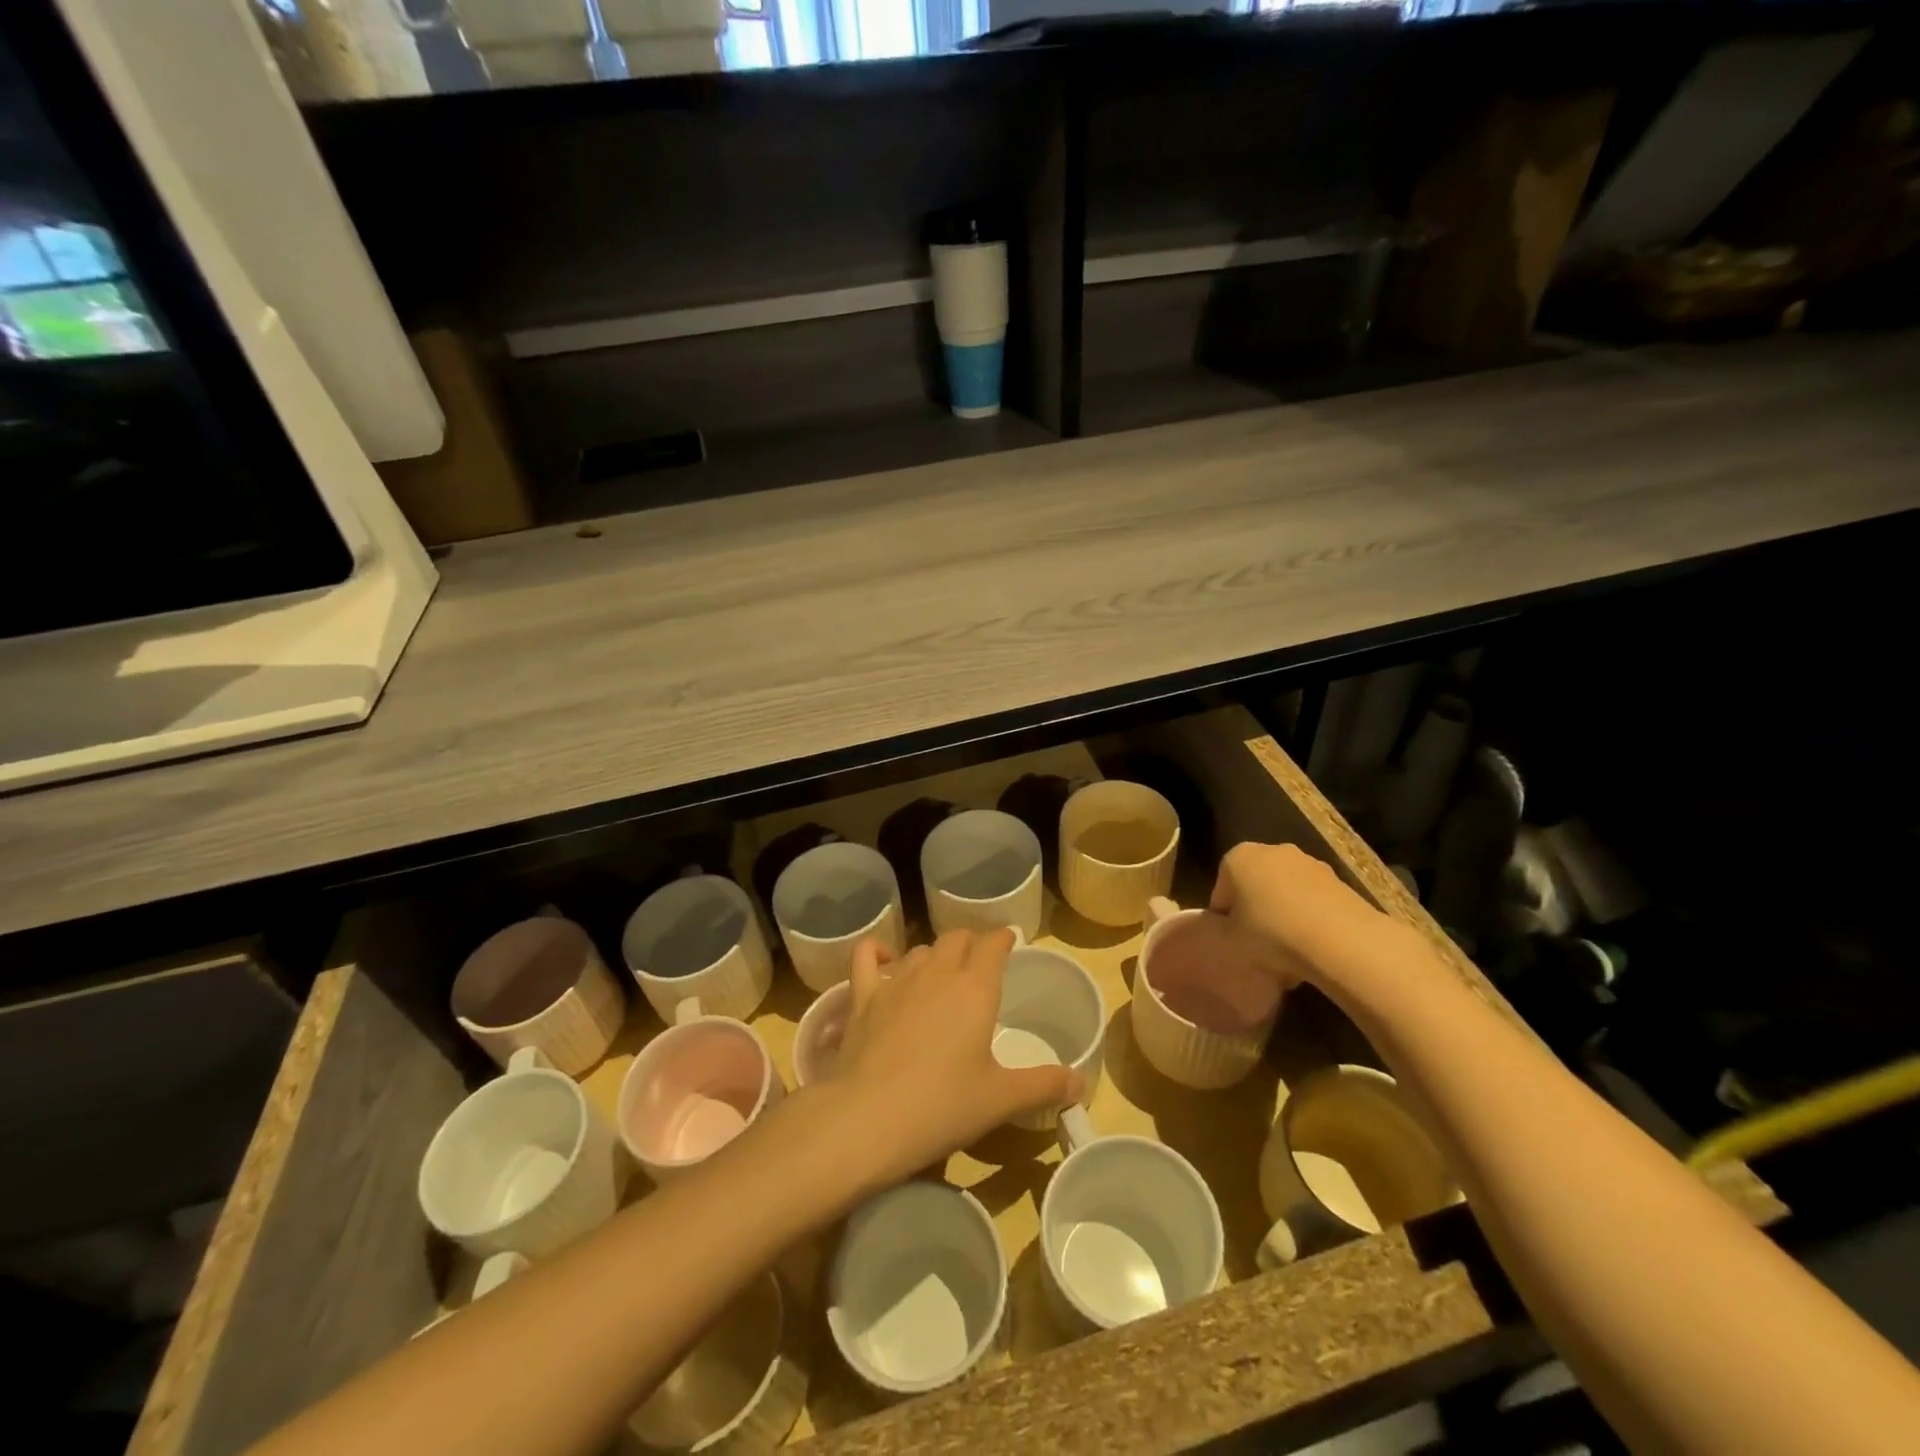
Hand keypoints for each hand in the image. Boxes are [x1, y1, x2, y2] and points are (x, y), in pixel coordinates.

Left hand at [818, 929, 1083, 1187]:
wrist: (868, 1119)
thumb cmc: (942, 1106)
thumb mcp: (1001, 1099)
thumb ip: (1044, 1085)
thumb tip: (1082, 1083)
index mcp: (975, 988)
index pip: (993, 943)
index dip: (1003, 938)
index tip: (1010, 942)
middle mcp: (937, 972)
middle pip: (957, 938)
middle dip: (972, 942)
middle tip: (980, 960)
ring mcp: (896, 981)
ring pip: (920, 949)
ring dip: (934, 954)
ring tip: (941, 971)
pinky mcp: (862, 996)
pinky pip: (866, 956)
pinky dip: (877, 951)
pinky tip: (883, 959)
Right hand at [1209, 842, 1416, 992]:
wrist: (1339, 940)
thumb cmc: (1270, 934)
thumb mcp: (1228, 941)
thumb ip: (1218, 931)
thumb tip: (1224, 931)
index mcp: (1237, 858)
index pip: (1221, 891)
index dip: (1224, 920)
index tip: (1232, 942)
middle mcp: (1271, 850)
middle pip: (1254, 885)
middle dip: (1254, 911)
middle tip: (1257, 945)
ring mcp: (1309, 862)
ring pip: (1285, 892)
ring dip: (1283, 915)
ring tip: (1288, 952)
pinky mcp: (1338, 880)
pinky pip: (1312, 900)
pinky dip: (1309, 918)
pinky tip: (1312, 947)